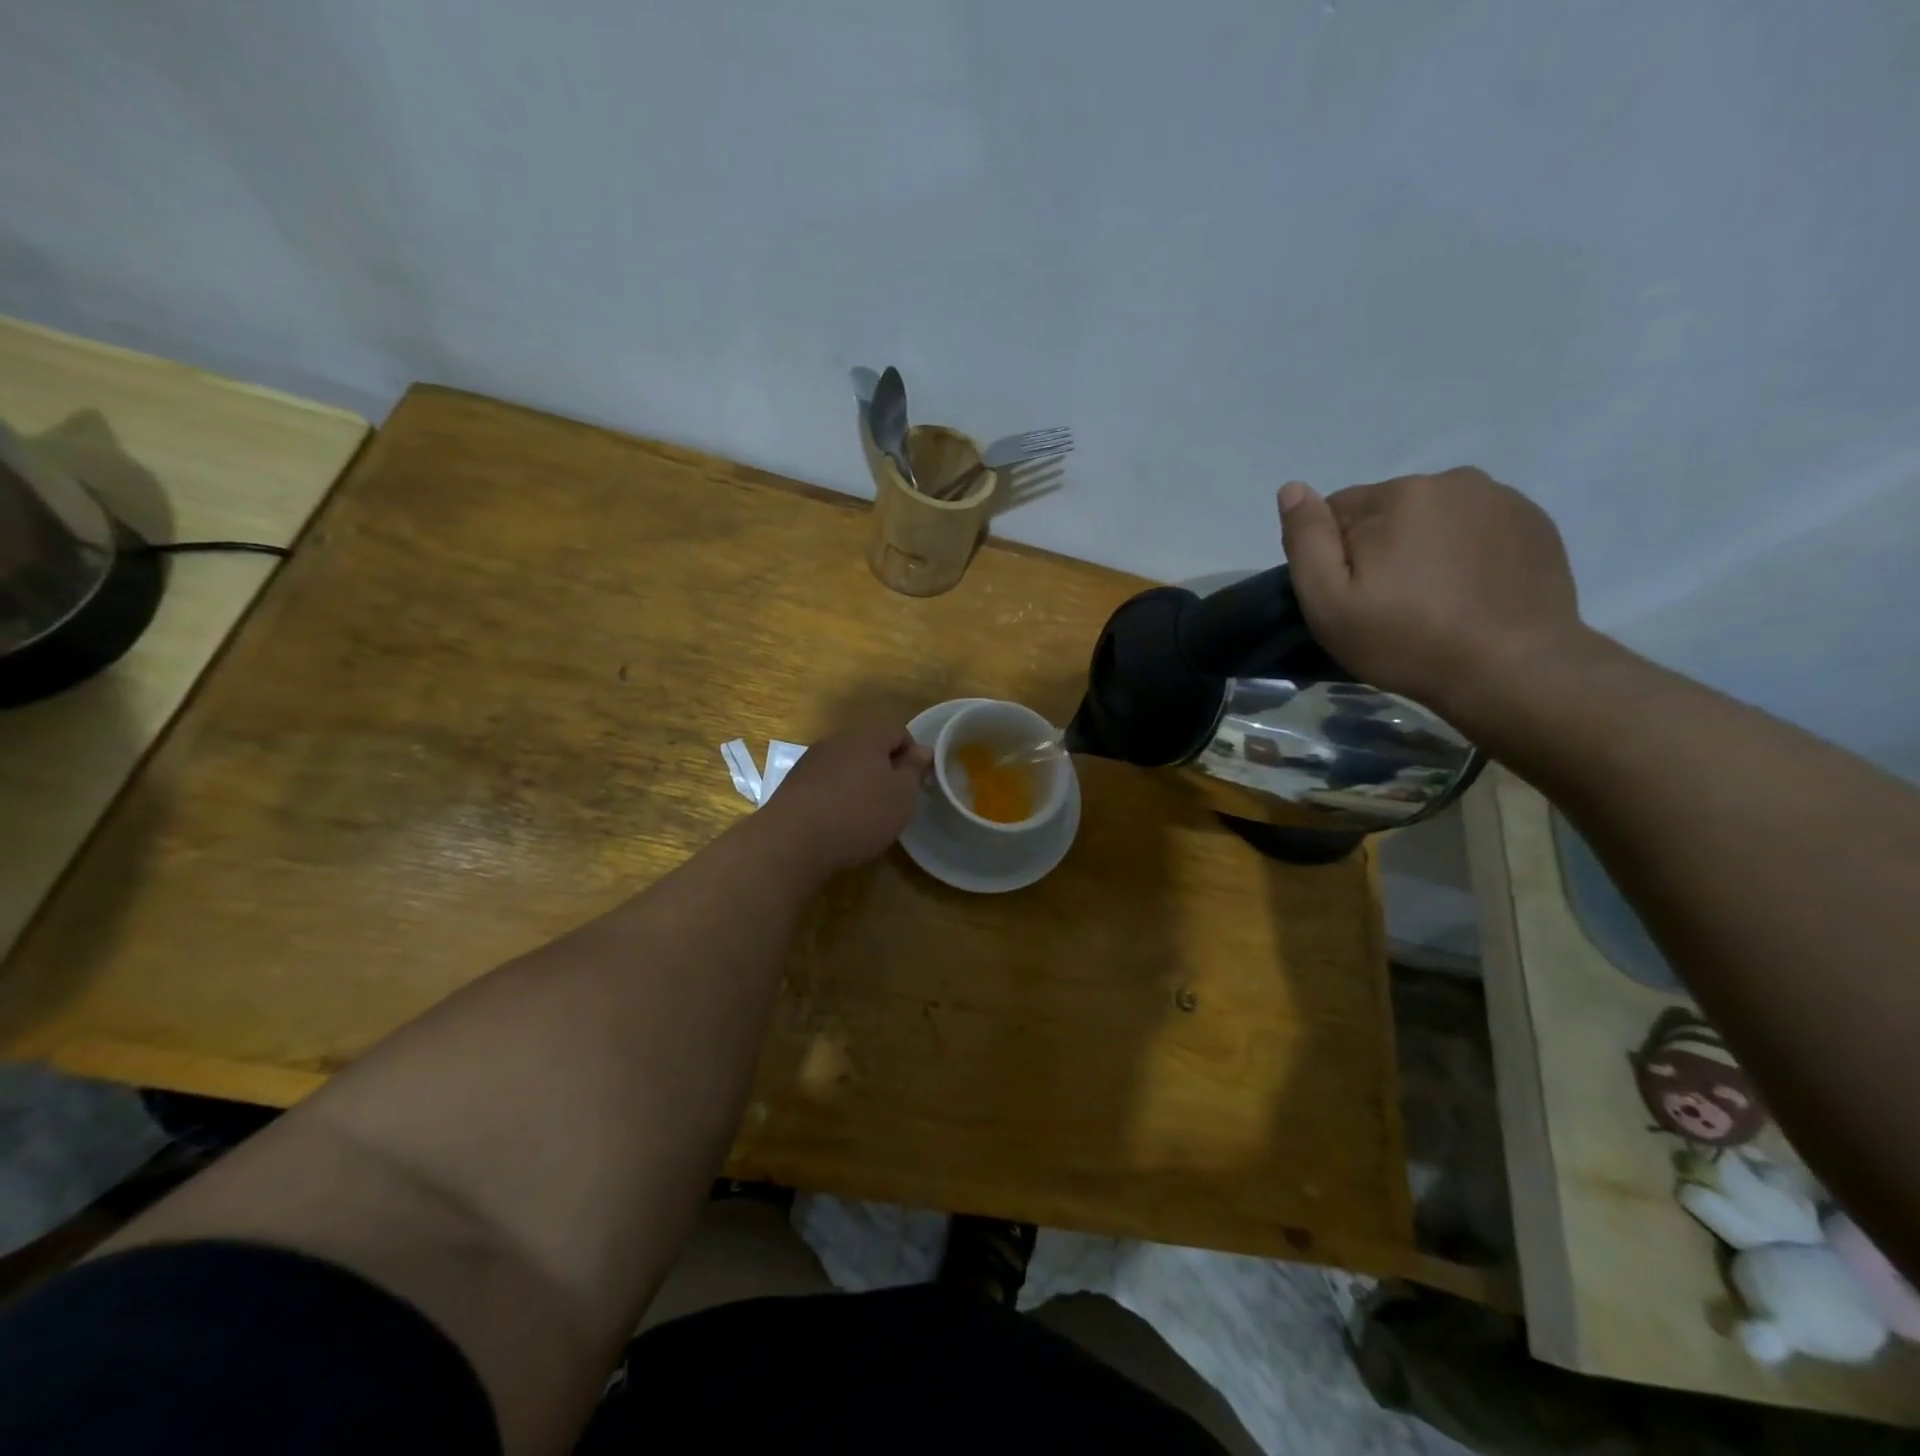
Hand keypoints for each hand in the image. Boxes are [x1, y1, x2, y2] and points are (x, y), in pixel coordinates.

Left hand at [760, 721, 931, 874]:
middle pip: (870, 746)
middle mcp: (837, 740)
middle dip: (885, 769)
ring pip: (846, 764)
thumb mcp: (902, 795)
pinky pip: (826, 782)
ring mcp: (811, 760)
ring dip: (860, 782)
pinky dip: (837, 795)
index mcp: (867, 736)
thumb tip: (921, 750)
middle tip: (894, 800)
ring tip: (866, 814)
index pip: (899, 731)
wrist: (793, 840)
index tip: (917, 784)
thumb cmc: (860, 814)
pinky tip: (839, 821)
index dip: (913, 755)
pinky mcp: (794, 783)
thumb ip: (914, 769)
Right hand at [1278, 469, 1585, 719]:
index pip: (1336, 509)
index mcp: (1397, 495)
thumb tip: (1292, 489)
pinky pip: (1476, 527)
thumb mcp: (1330, 603)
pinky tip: (1468, 592)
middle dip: (1379, 546)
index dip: (1333, 555)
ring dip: (1423, 546)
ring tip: (1433, 598)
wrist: (1513, 669)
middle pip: (1387, 509)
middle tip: (1390, 602)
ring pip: (1433, 516)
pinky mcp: (1534, 522)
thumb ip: (1306, 541)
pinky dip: (1464, 551)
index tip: (1350, 595)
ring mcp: (1501, 498)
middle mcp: (1451, 480)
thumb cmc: (1407, 641)